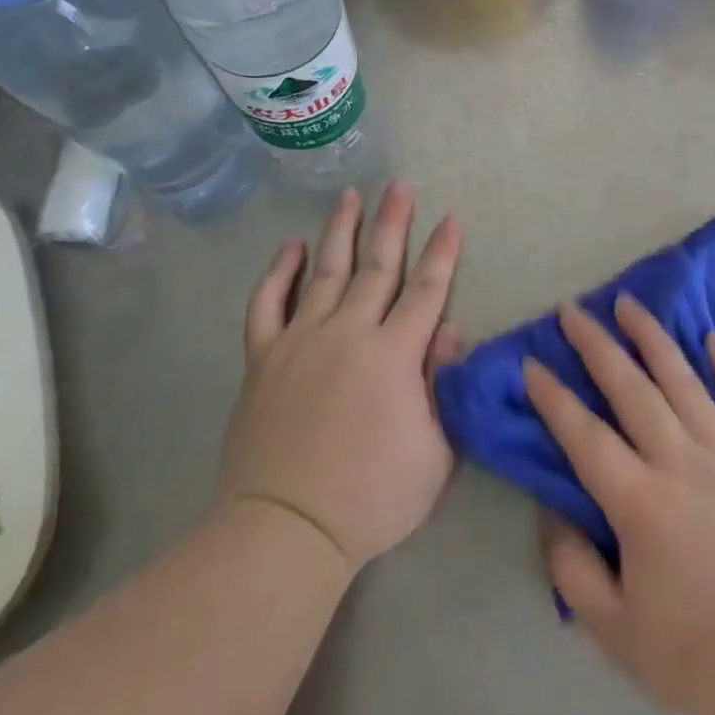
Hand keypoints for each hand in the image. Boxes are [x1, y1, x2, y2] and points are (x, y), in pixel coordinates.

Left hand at [219, 184, 461, 572]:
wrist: (287, 528)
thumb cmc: (373, 496)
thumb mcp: (435, 451)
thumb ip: (443, 385)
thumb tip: (449, 331)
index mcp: (395, 354)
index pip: (426, 290)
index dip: (442, 253)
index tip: (451, 218)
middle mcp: (349, 333)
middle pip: (377, 266)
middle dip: (393, 223)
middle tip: (400, 186)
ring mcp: (301, 340)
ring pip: (325, 272)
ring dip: (341, 231)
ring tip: (351, 196)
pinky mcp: (263, 358)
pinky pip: (267, 304)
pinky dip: (278, 272)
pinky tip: (290, 247)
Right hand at [524, 295, 714, 714]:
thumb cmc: (697, 652)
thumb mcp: (614, 629)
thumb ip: (573, 567)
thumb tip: (553, 511)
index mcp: (640, 501)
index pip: (584, 435)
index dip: (553, 397)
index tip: (531, 363)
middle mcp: (681, 461)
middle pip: (631, 388)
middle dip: (597, 345)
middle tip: (571, 310)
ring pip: (684, 379)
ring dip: (653, 337)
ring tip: (628, 302)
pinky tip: (714, 339)